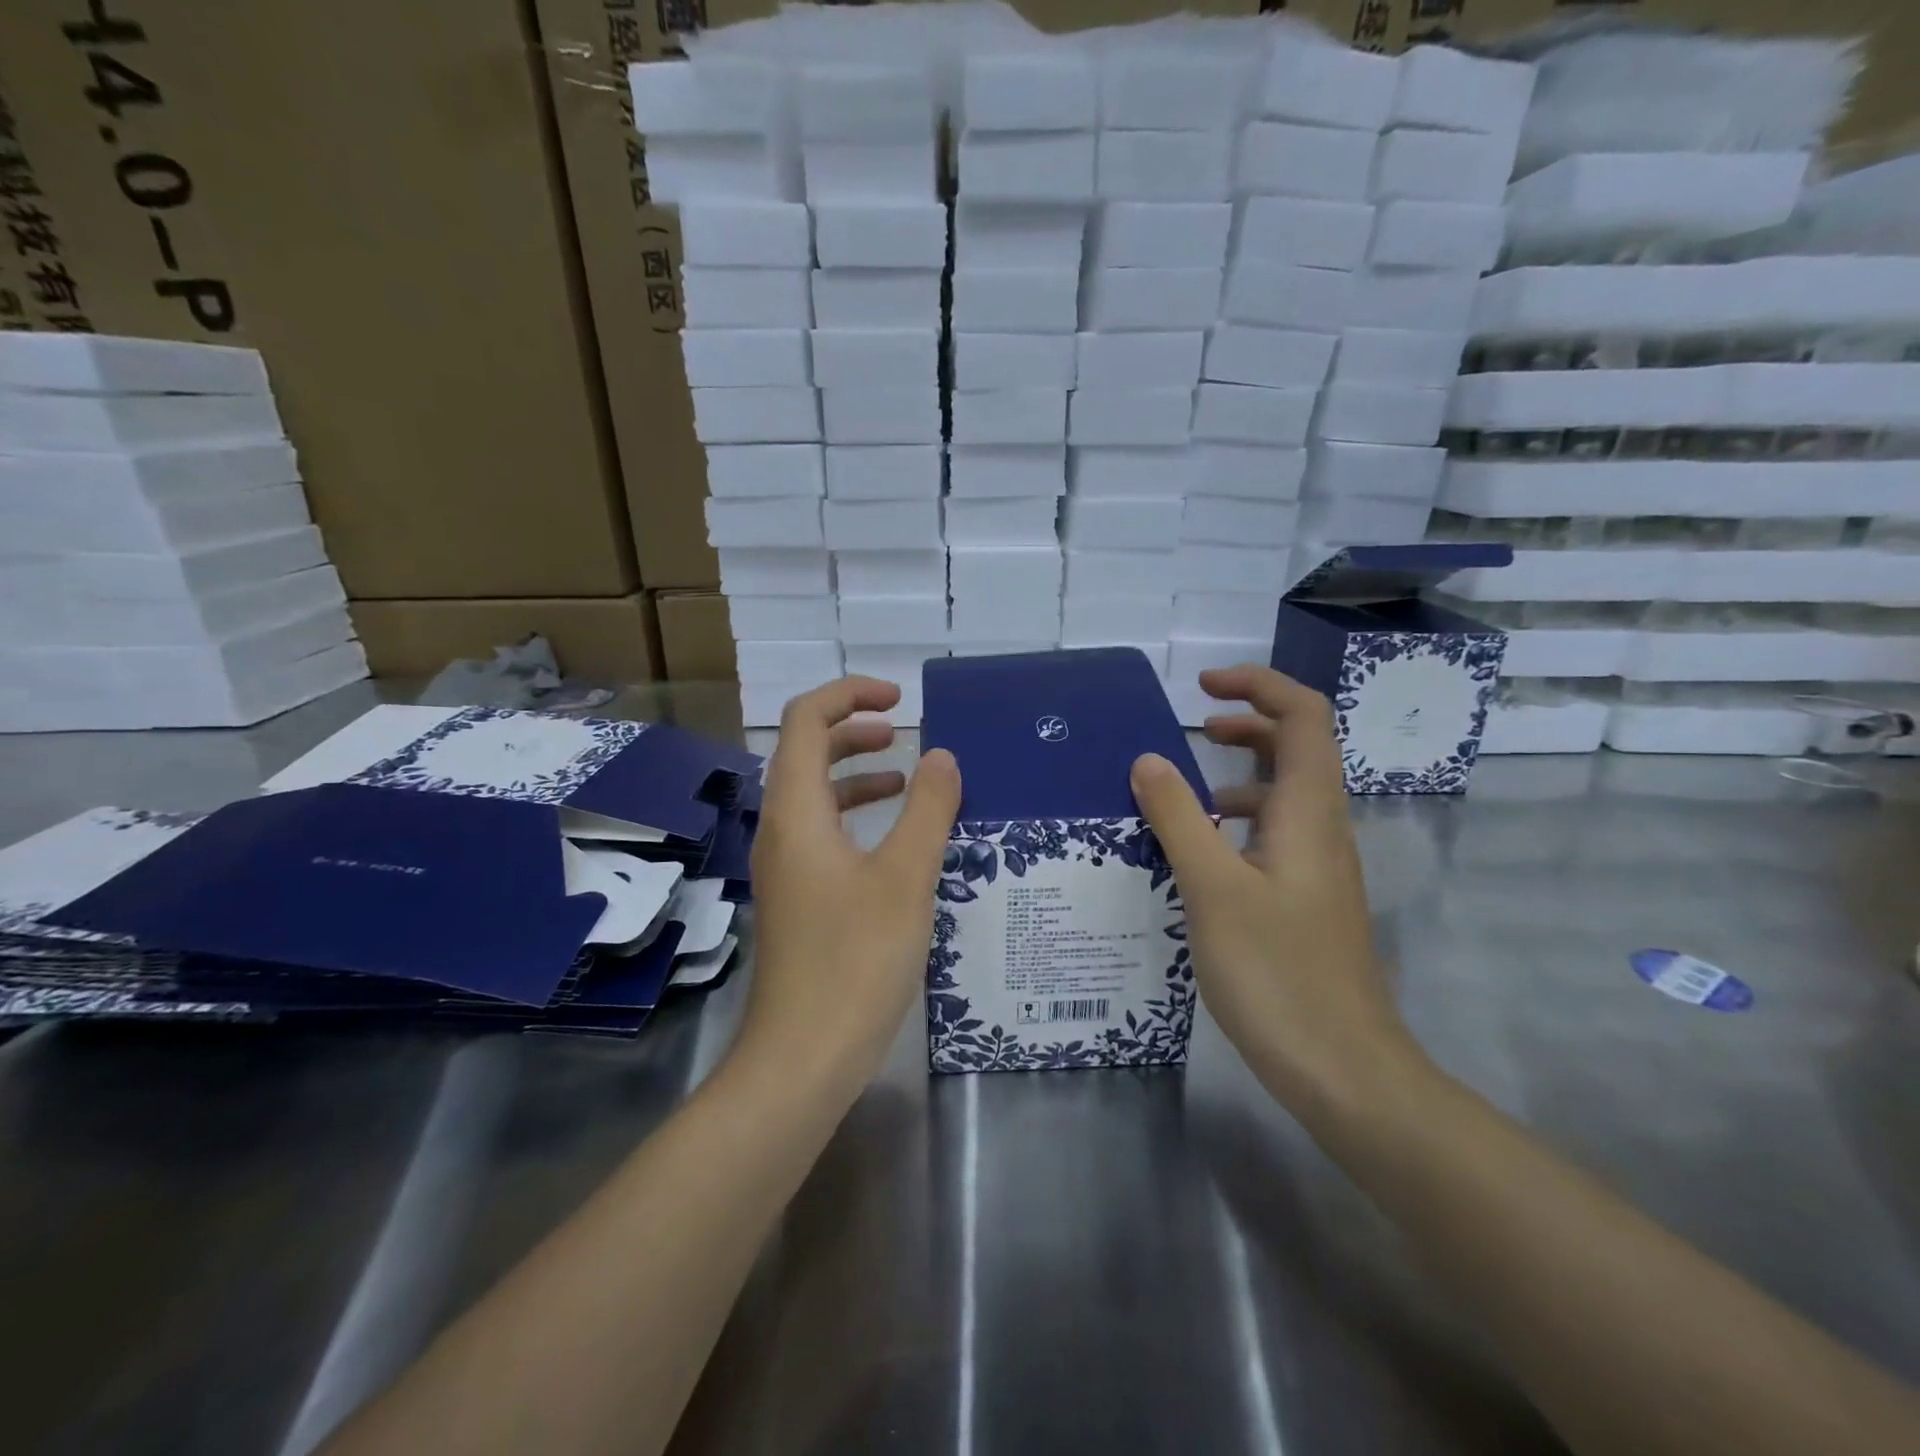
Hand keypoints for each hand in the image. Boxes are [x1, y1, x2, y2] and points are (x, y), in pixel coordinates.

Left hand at [740, 677, 961, 1093]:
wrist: (803, 1056)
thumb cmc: (856, 960)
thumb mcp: (906, 878)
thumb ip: (927, 810)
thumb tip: (941, 756)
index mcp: (797, 812)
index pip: (805, 721)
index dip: (848, 695)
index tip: (898, 699)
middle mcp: (780, 830)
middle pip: (804, 752)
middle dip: (852, 729)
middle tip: (900, 729)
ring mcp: (784, 866)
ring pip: (813, 795)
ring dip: (854, 773)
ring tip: (904, 776)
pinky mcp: (796, 897)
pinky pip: (820, 833)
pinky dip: (854, 816)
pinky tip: (894, 839)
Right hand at [1130, 665, 1419, 1110]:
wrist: (1343, 1068)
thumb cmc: (1277, 971)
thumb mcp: (1213, 888)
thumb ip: (1179, 818)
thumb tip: (1149, 759)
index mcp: (1309, 811)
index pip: (1304, 716)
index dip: (1259, 686)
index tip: (1203, 688)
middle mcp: (1323, 828)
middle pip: (1299, 748)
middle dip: (1248, 725)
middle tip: (1195, 729)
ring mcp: (1318, 867)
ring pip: (1285, 795)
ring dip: (1240, 776)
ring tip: (1183, 794)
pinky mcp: (1307, 900)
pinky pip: (1275, 836)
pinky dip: (1238, 823)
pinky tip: (1199, 855)